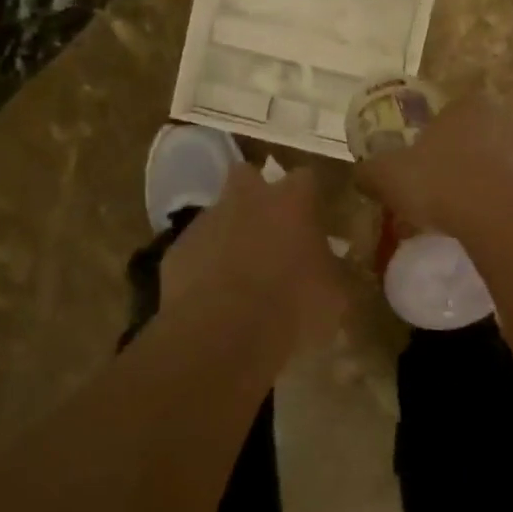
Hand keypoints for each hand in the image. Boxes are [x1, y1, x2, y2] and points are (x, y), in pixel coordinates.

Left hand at [160, 163, 346, 344]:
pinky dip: (204, 264)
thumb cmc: (292, 308)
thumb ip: (336, 273)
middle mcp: (247, 199)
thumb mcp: (336, 297)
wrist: (220, 336)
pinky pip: (195, 249)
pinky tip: (214, 296)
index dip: (310, 197)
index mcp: (291, 202)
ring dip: (229, 232)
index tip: (315, 219)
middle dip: (257, 195)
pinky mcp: (176, 251)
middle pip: (248, 175)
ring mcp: (206, 222)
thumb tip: (336, 269)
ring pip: (219, 213)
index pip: (306, 177)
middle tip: (270, 229)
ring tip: (240, 272)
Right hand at [353, 96, 512, 234]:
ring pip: (500, 166)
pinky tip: (487, 229)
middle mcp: (505, 119)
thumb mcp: (388, 175)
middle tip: (439, 194)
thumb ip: (371, 172)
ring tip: (463, 217)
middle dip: (459, 163)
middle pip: (475, 139)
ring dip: (484, 185)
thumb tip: (361, 174)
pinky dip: (503, 206)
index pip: (447, 116)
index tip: (420, 169)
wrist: (502, 216)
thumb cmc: (440, 182)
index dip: (431, 141)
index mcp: (468, 105)